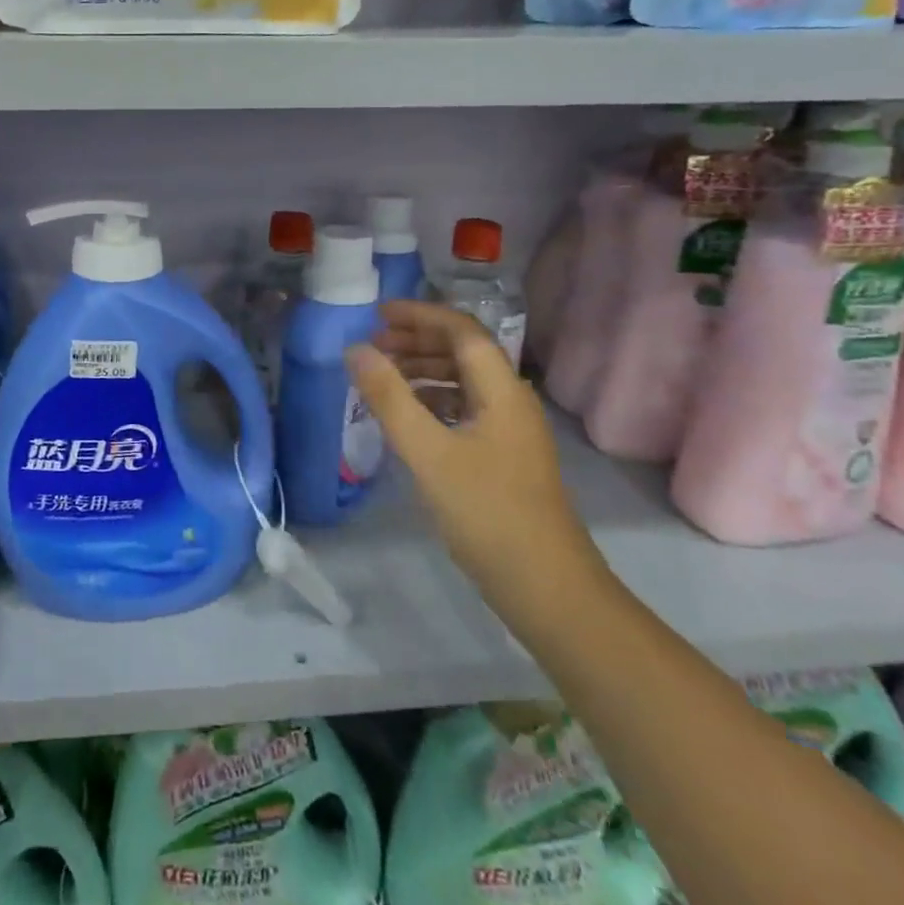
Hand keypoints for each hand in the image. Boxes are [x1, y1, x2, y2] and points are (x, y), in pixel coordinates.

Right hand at [345, 301, 601, 606]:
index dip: (419, 315)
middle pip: (463, 352)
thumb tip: (356, 349)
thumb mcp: (429, 452)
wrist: (547, 589)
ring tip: (381, 376)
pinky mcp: (502, 458)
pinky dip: (431, 401)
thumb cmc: (487, 513)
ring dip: (423, 370)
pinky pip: (463, 410)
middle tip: (372, 346)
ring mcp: (509, 431)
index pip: (461, 331)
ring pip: (463, 382)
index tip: (376, 315)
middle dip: (417, 341)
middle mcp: (510, 401)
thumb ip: (390, 398)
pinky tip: (406, 416)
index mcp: (502, 391)